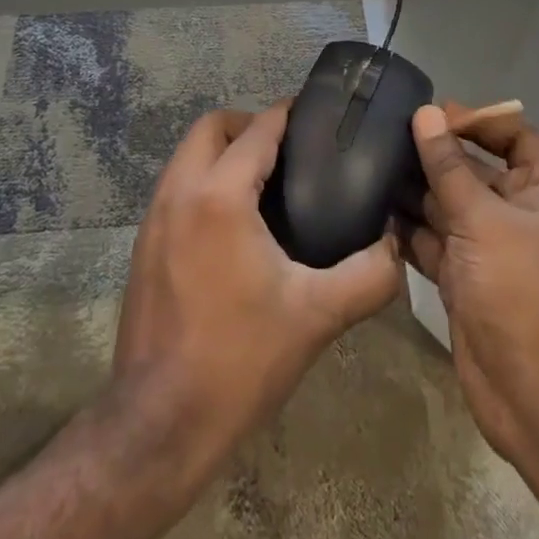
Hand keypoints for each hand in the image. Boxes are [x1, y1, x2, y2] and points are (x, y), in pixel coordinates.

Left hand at [113, 102, 402, 476]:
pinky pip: (176, 186)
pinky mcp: (142, 244)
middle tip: (289, 153)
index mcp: (220, 195)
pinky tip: (233, 222)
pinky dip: (203, 180)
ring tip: (266, 183)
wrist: (159, 424)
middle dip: (249, 125)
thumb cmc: (240, 360)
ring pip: (187, 154)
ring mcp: (153, 217)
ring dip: (223, 152)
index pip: (257, 129)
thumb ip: (369, 275)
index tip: (315, 115)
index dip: (287, 114)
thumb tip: (396, 246)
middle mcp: (179, 192)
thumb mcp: (317, 316)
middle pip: (211, 127)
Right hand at [404, 101, 538, 462]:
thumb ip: (449, 167)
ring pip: (448, 205)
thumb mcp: (483, 220)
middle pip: (475, 169)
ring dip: (415, 189)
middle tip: (388, 133)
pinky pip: (432, 240)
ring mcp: (487, 248)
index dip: (482, 120)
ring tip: (370, 164)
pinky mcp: (462, 278)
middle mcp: (515, 215)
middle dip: (437, 154)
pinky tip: (373, 210)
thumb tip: (426, 114)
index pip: (517, 138)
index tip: (437, 113)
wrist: (532, 396)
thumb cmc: (520, 292)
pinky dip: (407, 228)